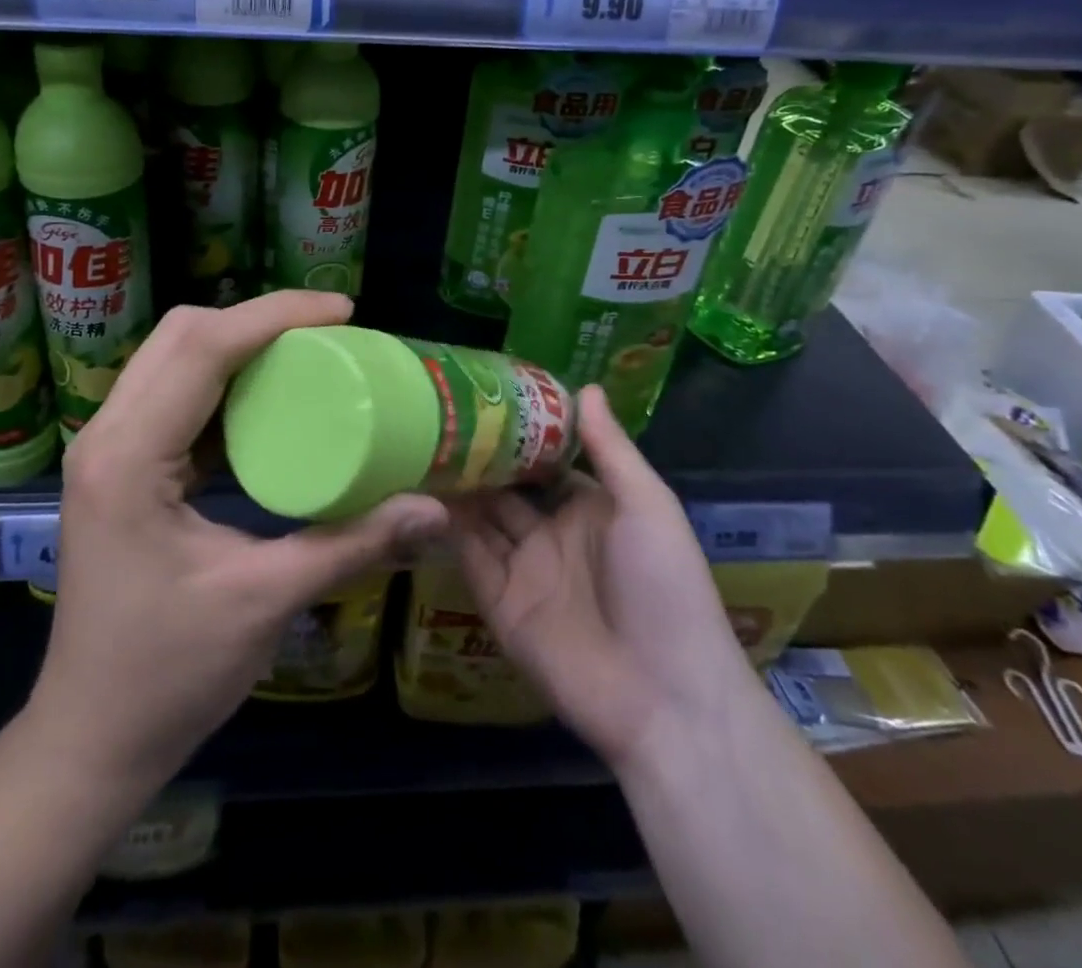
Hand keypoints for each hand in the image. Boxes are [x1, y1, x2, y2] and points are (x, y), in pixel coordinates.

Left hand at [26, 292, 448, 788]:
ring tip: (308, 355)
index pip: (201, 348)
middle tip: (330, 333)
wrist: (91, 738)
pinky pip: (173, 395)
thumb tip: (434, 509)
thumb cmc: (168, 674)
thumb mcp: (264, 602)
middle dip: (256, 320)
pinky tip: (269, 401)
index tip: (343, 311)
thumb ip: (350, 546)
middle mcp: (107, 435)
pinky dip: (223, 381)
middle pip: (181, 336)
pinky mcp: (122, 467)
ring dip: (239, 344)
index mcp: (128, 456)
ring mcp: (108, 449)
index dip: (273, 316)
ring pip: (173, 358)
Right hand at [450, 386, 752, 767]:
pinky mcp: (499, 602)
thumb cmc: (664, 587)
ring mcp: (523, 569)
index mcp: (589, 508)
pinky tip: (417, 492)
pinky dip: (445, 529)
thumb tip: (586, 384)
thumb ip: (611, 448)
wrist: (664, 696)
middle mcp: (552, 533)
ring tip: (418, 442)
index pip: (544, 461)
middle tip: (436, 415)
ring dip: (455, 487)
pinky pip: (467, 557)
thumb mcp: (647, 506)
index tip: (481, 396)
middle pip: (506, 487)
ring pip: (480, 517)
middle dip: (477, 456)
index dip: (517, 432)